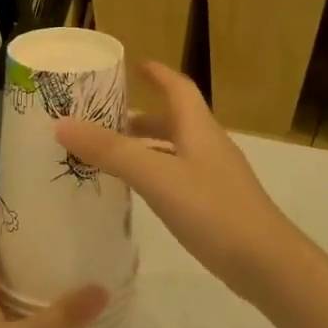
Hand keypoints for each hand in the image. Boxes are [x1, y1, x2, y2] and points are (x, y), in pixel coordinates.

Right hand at [54, 62, 297, 293]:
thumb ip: (111, 151)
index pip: (178, 88)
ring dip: (146, 147)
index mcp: (198, 128)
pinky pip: (178, 178)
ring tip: (111, 156)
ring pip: (175, 151)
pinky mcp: (216, 205)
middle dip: (141, 116)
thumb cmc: (212, 210)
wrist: (265, 262)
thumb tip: (63, 124)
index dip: (158, 74)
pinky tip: (139, 193)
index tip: (134, 65)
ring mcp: (215, 177)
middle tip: (104, 119)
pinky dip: (155, 175)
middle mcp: (208, 146)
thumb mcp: (156, 176)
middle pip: (174, 120)